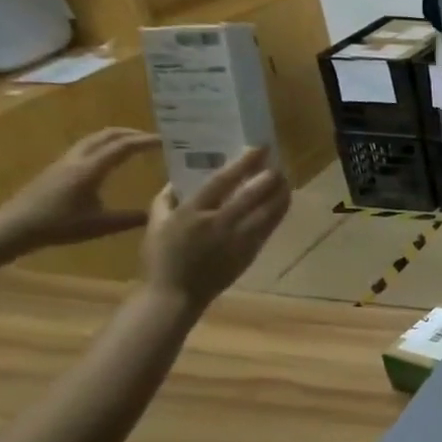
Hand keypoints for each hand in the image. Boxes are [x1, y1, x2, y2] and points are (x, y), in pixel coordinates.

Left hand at [0, 128, 159, 249]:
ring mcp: (64, 162)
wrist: (15, 227)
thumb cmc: (59, 225)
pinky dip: (105, 146)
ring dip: (118, 138)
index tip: (169, 141)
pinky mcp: (58, 169)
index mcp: (90, 170)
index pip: (123, 147)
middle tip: (156, 139)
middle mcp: (77, 160)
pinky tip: (112, 159)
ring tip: (137, 145)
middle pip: (107, 135)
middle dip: (133, 133)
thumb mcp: (102, 225)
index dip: (147, 141)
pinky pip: (86, 148)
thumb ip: (133, 217)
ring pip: (94, 139)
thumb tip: (160, 210)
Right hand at [140, 147, 290, 308]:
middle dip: (269, 176)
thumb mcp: (156, 224)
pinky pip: (269, 227)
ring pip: (268, 211)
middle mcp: (218, 223)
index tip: (258, 148)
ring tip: (285, 179)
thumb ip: (166, 199)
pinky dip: (278, 211)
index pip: (222, 181)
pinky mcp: (250, 251)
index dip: (243, 163)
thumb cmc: (161, 257)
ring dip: (280, 193)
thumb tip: (179, 179)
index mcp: (192, 213)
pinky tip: (283, 201)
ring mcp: (238, 239)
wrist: (177, 293)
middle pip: (252, 194)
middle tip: (278, 162)